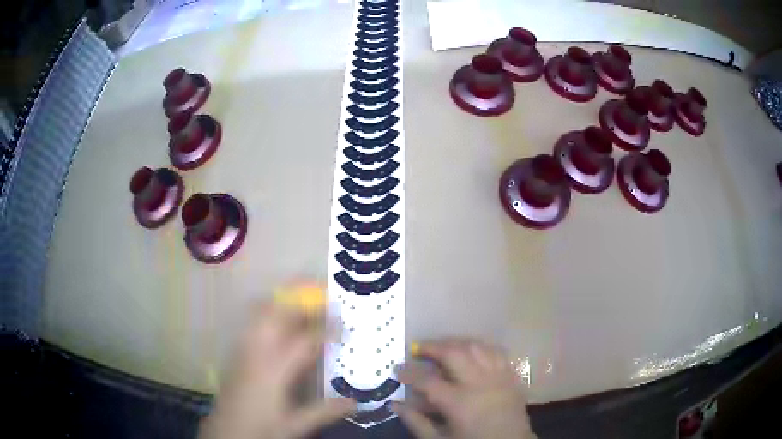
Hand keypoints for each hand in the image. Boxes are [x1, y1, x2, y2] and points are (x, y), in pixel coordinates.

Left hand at [199, 303, 355, 438]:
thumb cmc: (261, 427)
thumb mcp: (296, 425)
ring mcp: (243, 348)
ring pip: (260, 311)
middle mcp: (257, 351)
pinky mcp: (236, 351)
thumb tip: (355, 402)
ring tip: (300, 300)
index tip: (343, 324)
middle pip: (276, 312)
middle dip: (299, 297)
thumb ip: (325, 411)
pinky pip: (251, 320)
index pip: (305, 340)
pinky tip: (276, 321)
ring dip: (281, 300)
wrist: (225, 432)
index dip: (326, 329)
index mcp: (275, 370)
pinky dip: (266, 310)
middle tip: (320, 294)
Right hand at [394, 339, 535, 438]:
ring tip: (442, 347)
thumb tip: (394, 403)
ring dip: (456, 343)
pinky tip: (471, 351)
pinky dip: (480, 347)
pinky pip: (496, 351)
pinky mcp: (512, 375)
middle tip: (418, 348)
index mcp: (459, 403)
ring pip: (476, 347)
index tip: (397, 369)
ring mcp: (499, 376)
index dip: (409, 373)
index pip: (427, 381)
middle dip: (433, 347)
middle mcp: (480, 383)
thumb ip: (416, 422)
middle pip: (454, 353)